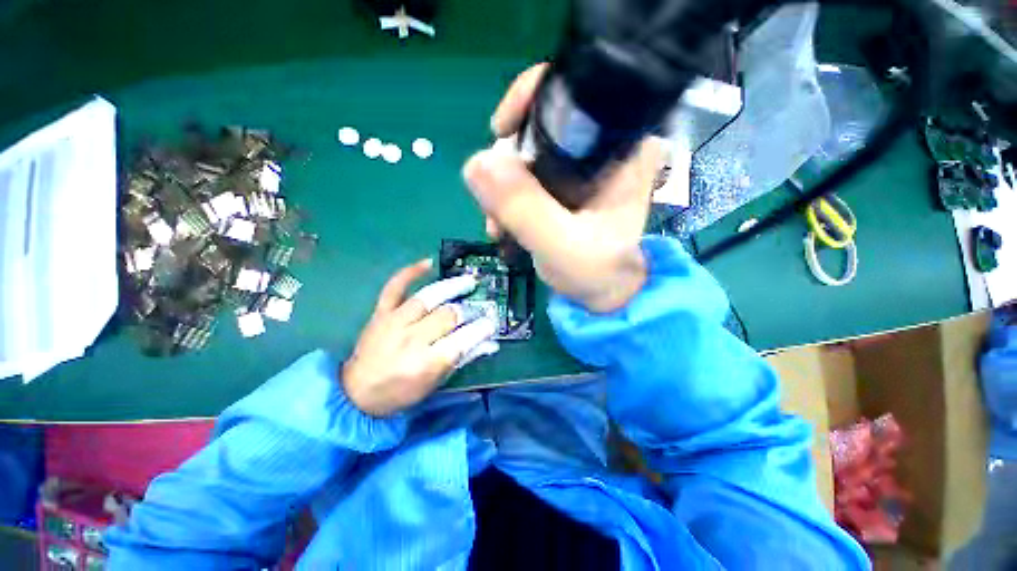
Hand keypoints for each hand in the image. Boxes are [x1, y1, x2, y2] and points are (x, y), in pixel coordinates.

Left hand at [342, 259, 498, 416]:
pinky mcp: (380, 313)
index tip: (492, 322)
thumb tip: (490, 343)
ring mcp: (393, 322)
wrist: (356, 393)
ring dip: (452, 287)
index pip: (463, 339)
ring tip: (469, 281)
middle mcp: (411, 339)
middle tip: (479, 308)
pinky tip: (428, 263)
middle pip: (448, 315)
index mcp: (426, 362)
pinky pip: (394, 287)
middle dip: (468, 310)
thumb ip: (463, 359)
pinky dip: (410, 272)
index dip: (481, 328)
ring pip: (428, 297)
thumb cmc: (401, 392)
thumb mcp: (435, 382)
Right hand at [463, 64, 662, 312]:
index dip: (530, 100)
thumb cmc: (596, 272)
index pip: (575, 91)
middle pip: (542, 126)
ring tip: (498, 227)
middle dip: (507, 162)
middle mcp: (605, 147)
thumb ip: (523, 207)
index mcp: (623, 147)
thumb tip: (476, 162)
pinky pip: (528, 175)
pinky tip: (505, 225)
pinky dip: (510, 197)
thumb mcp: (560, 245)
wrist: (604, 294)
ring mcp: (584, 167)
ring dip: (504, 187)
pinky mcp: (567, 185)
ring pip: (529, 153)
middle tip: (496, 205)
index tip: (500, 132)